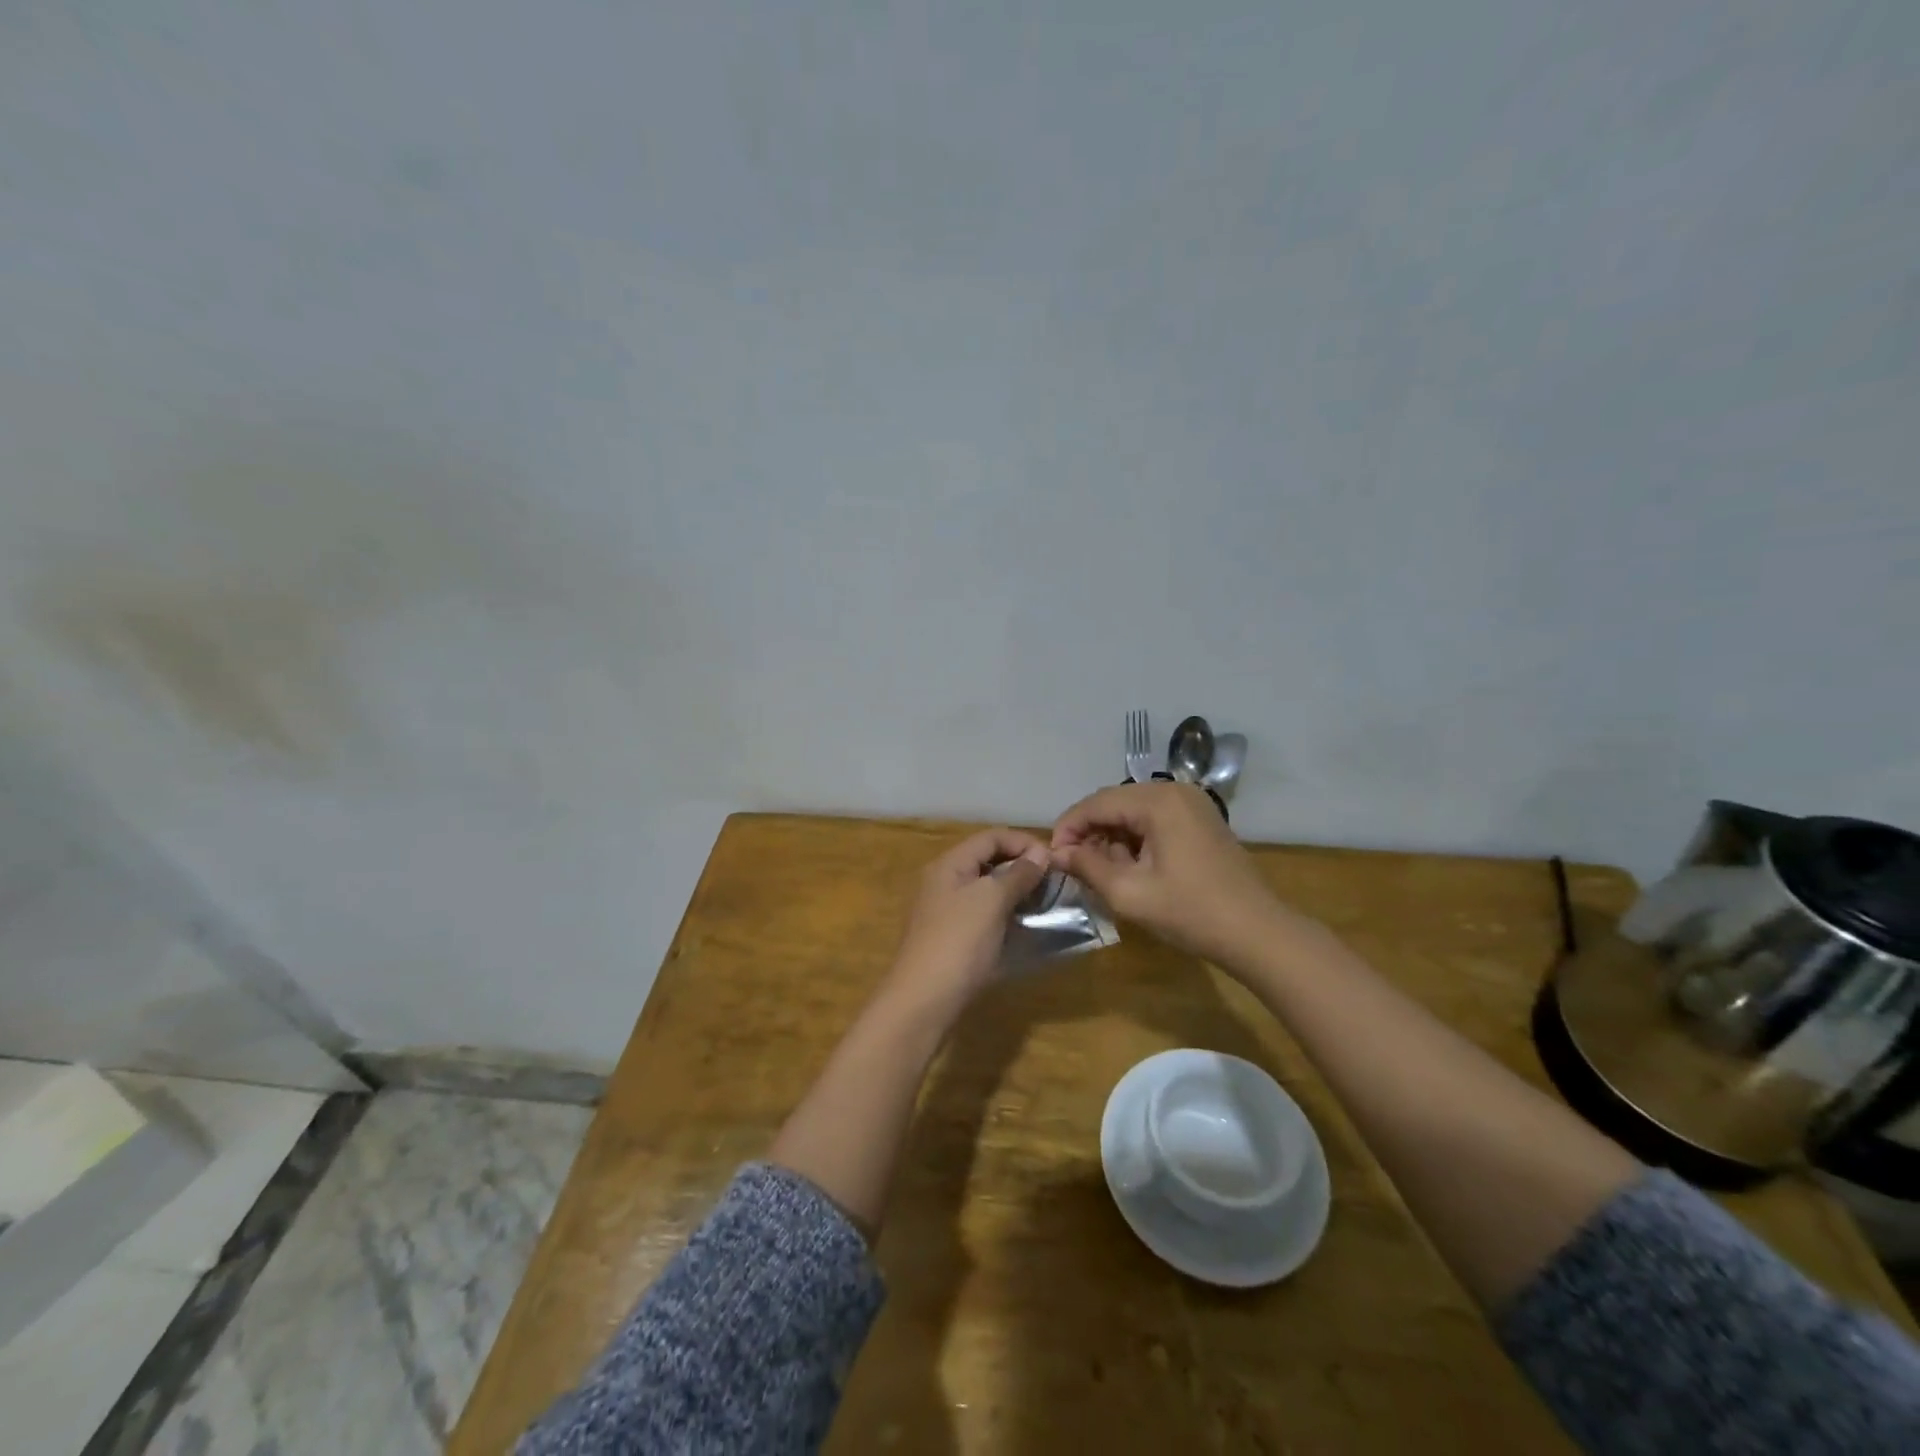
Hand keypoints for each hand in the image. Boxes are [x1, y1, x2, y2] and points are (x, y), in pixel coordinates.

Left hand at [883, 827, 1050, 1014]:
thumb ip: (1017, 874)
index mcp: (949, 864)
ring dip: (1016, 891)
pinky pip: (984, 914)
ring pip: (987, 889)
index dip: (1023, 842)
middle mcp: (944, 881)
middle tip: (1054, 882)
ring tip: (1045, 903)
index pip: (991, 837)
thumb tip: (1040, 853)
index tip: (1054, 860)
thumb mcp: (990, 901)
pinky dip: (1006, 914)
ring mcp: (946, 911)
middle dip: (1021, 866)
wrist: (923, 1002)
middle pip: (988, 860)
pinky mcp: (953, 938)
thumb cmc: (958, 943)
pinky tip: (1025, 927)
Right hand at [1051, 781, 1295, 963]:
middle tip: (1072, 865)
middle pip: (1114, 803)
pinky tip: (1128, 867)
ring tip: (1099, 871)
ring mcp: (1192, 804)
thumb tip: (1058, 853)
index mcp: (1157, 801)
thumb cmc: (1191, 912)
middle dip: (1089, 832)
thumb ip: (1088, 867)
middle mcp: (1175, 791)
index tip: (1052, 857)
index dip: (1068, 827)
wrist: (1258, 933)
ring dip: (1111, 837)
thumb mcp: (1130, 893)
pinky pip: (1154, 820)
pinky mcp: (1200, 821)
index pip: (1096, 803)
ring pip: (1133, 812)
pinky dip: (1134, 839)